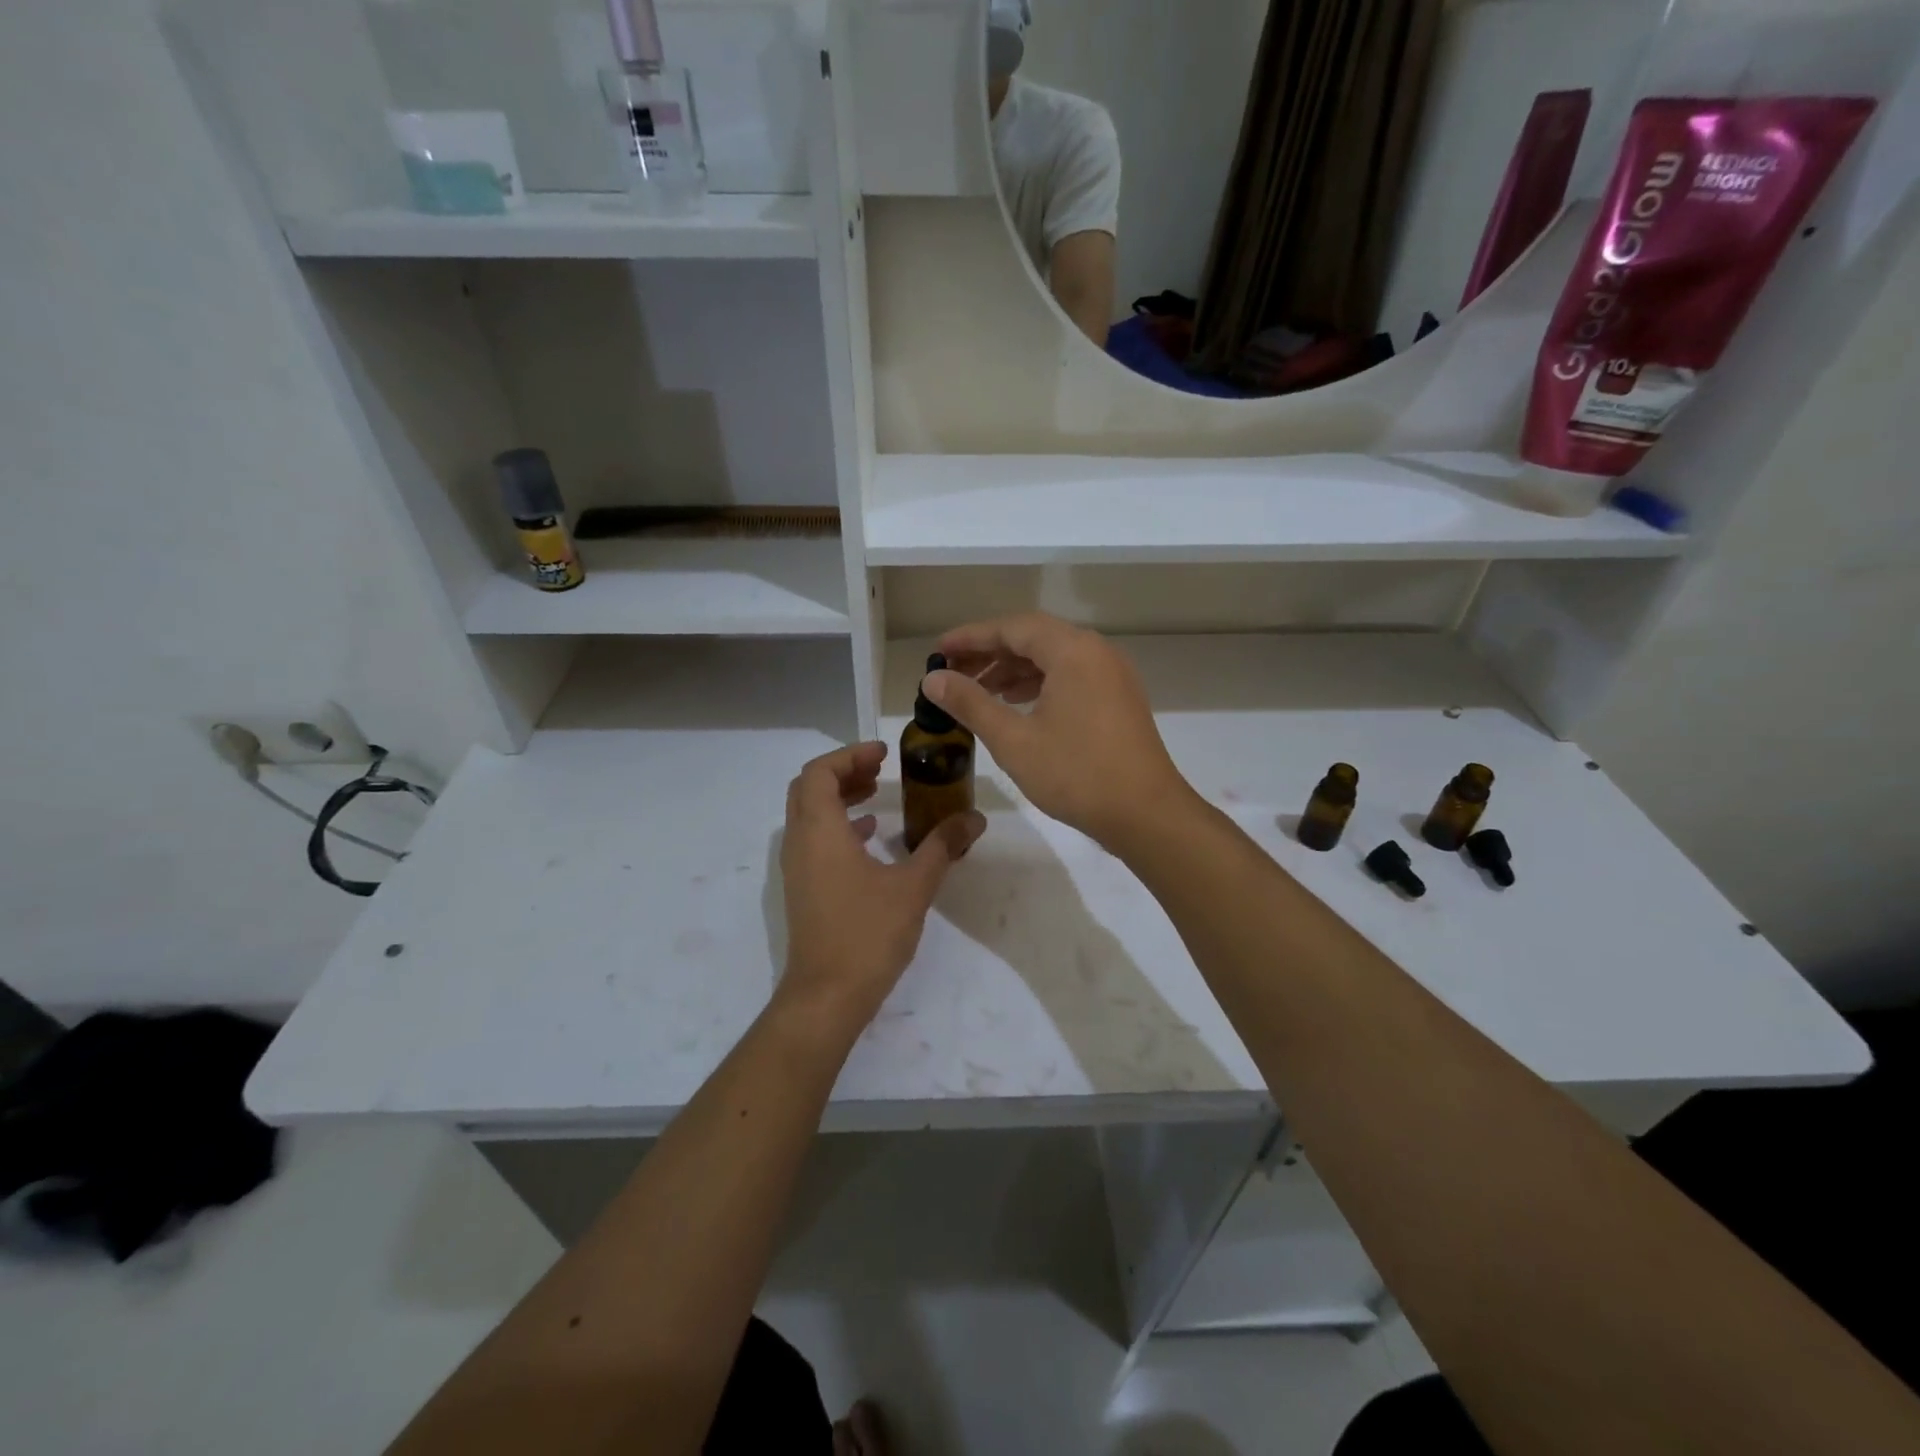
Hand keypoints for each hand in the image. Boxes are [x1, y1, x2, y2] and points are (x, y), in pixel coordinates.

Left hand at [777, 742, 984, 1034]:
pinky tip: (872, 836)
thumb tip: (974, 818)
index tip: (882, 753)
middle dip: (843, 772)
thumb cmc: (868, 934)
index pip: (819, 773)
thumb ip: (943, 846)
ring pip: (809, 815)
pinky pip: (814, 840)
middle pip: (808, 789)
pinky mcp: (804, 889)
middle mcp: (799, 843)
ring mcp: (797, 869)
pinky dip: (838, 826)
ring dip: (839, 797)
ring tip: (877, 794)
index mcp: (819, 832)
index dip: (849, 755)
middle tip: (879, 769)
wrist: (827, 996)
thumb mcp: (914, 886)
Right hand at [925, 613, 1194, 851]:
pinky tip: (1017, 705)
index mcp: (1073, 651)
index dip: (971, 637)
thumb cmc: (1076, 774)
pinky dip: (1040, 684)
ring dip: (1014, 669)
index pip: (1012, 628)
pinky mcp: (1118, 698)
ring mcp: (1112, 675)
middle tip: (953, 673)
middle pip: (1034, 638)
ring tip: (979, 691)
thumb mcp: (1013, 740)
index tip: (938, 650)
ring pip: (1054, 658)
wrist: (1146, 814)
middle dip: (991, 653)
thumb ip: (970, 703)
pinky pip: (1071, 676)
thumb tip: (932, 678)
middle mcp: (1096, 652)